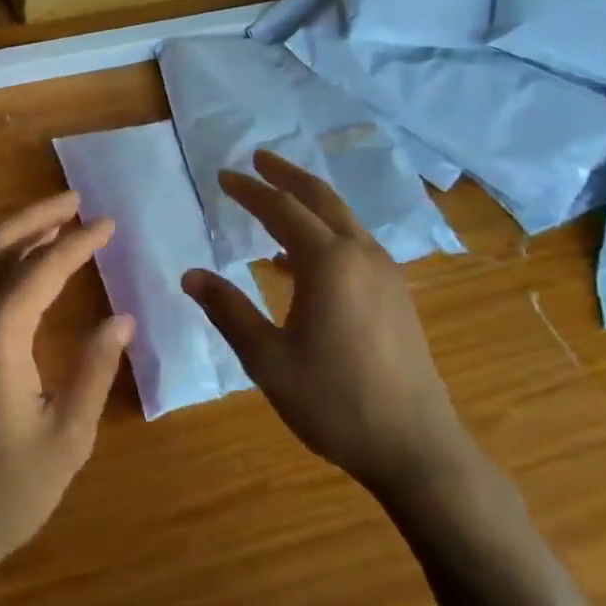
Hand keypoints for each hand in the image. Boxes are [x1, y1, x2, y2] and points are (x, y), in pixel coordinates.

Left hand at [0, 193, 134, 590]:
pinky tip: (14, 269)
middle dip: (38, 215)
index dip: (78, 241)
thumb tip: (121, 319)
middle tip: (76, 200)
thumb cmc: (1, 493)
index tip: (108, 223)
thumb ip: (94, 370)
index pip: (43, 267)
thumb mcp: (66, 438)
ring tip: (52, 223)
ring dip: (13, 233)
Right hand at [181, 151, 472, 500]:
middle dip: (286, 176)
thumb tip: (190, 275)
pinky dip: (324, 235)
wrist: (414, 446)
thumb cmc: (334, 401)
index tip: (223, 175)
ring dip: (308, 203)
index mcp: (329, 263)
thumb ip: (228, 310)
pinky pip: (354, 245)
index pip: (282, 210)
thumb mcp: (267, 359)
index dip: (250, 190)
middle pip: (321, 199)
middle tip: (257, 159)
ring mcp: (385, 273)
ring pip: (343, 220)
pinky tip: (299, 261)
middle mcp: (361, 255)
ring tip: (276, 201)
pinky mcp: (395, 294)